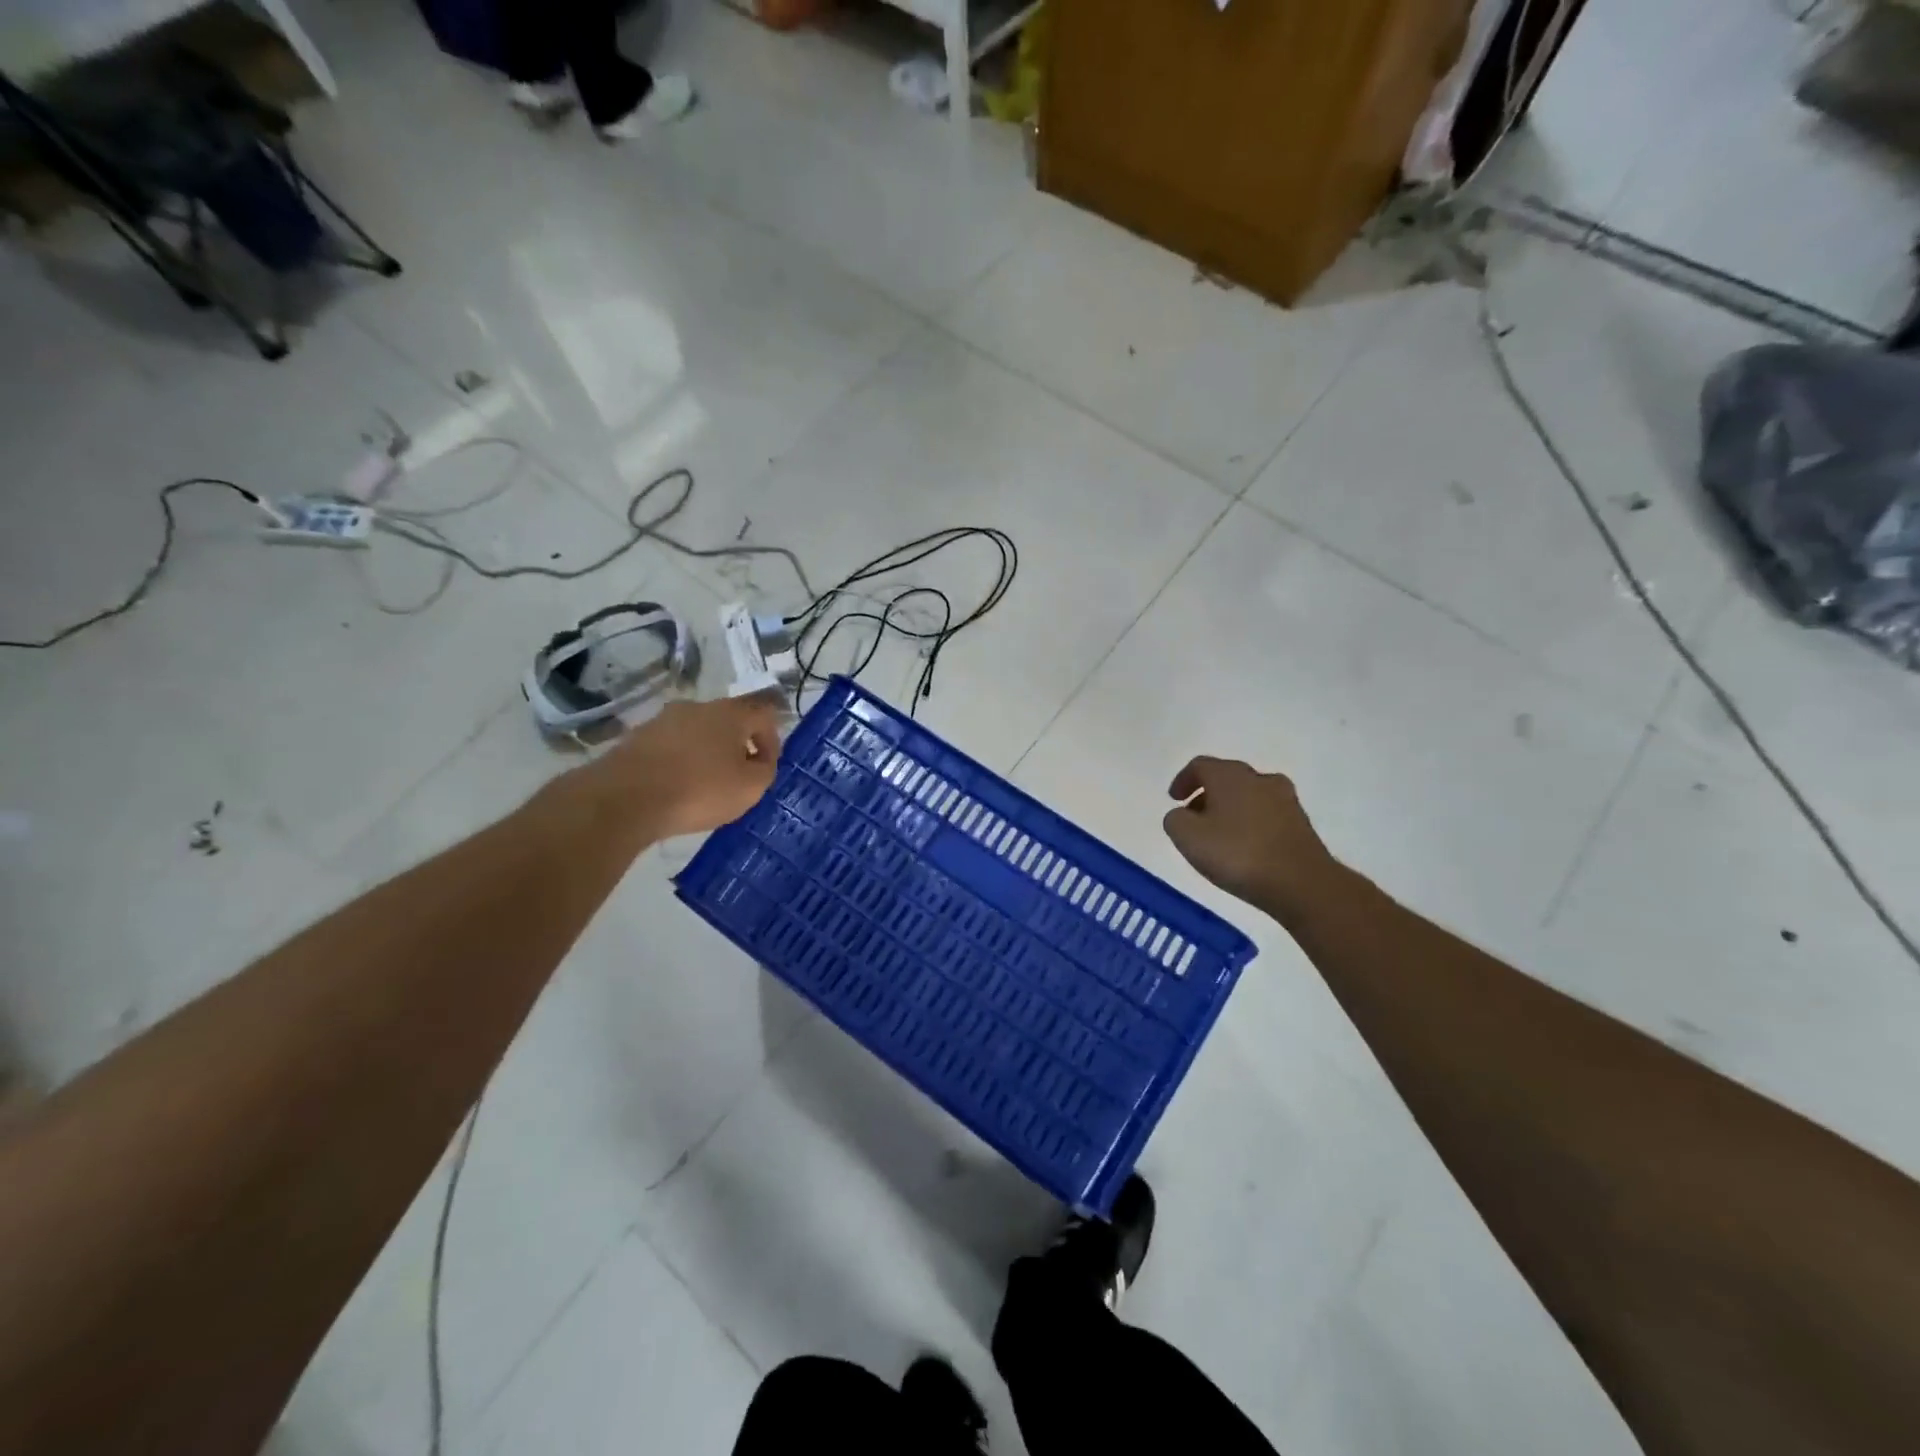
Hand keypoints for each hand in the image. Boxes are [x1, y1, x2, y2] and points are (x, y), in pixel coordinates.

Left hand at [585, 694, 785, 840]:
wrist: (625, 798)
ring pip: (697, 733)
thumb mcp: (750, 788)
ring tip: (704, 785)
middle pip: (729, 722)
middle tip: (737, 777)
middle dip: (737, 747)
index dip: (772, 741)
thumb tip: (759, 760)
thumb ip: (765, 770)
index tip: (765, 767)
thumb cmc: (699, 790)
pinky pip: (671, 746)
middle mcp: (697, 707)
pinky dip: (680, 762)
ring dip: (707, 753)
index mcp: (730, 713)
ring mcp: (663, 719)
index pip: (764, 714)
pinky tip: (676, 787)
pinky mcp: (637, 737)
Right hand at [1162, 756, 1340, 921]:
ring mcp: (1285, 800)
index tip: (1174, 798)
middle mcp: (1259, 779)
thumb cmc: (1237, 854)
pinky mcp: (1301, 823)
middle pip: (1227, 778)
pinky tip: (1245, 847)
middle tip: (1193, 816)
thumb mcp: (1188, 837)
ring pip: (1249, 795)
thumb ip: (1175, 819)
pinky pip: (1267, 815)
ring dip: (1230, 808)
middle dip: (1207, 794)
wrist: (1301, 883)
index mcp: (1229, 775)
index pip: (1201, 765)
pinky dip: (1251, 823)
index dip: (1183, 779)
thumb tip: (1182, 814)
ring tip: (1219, 835)